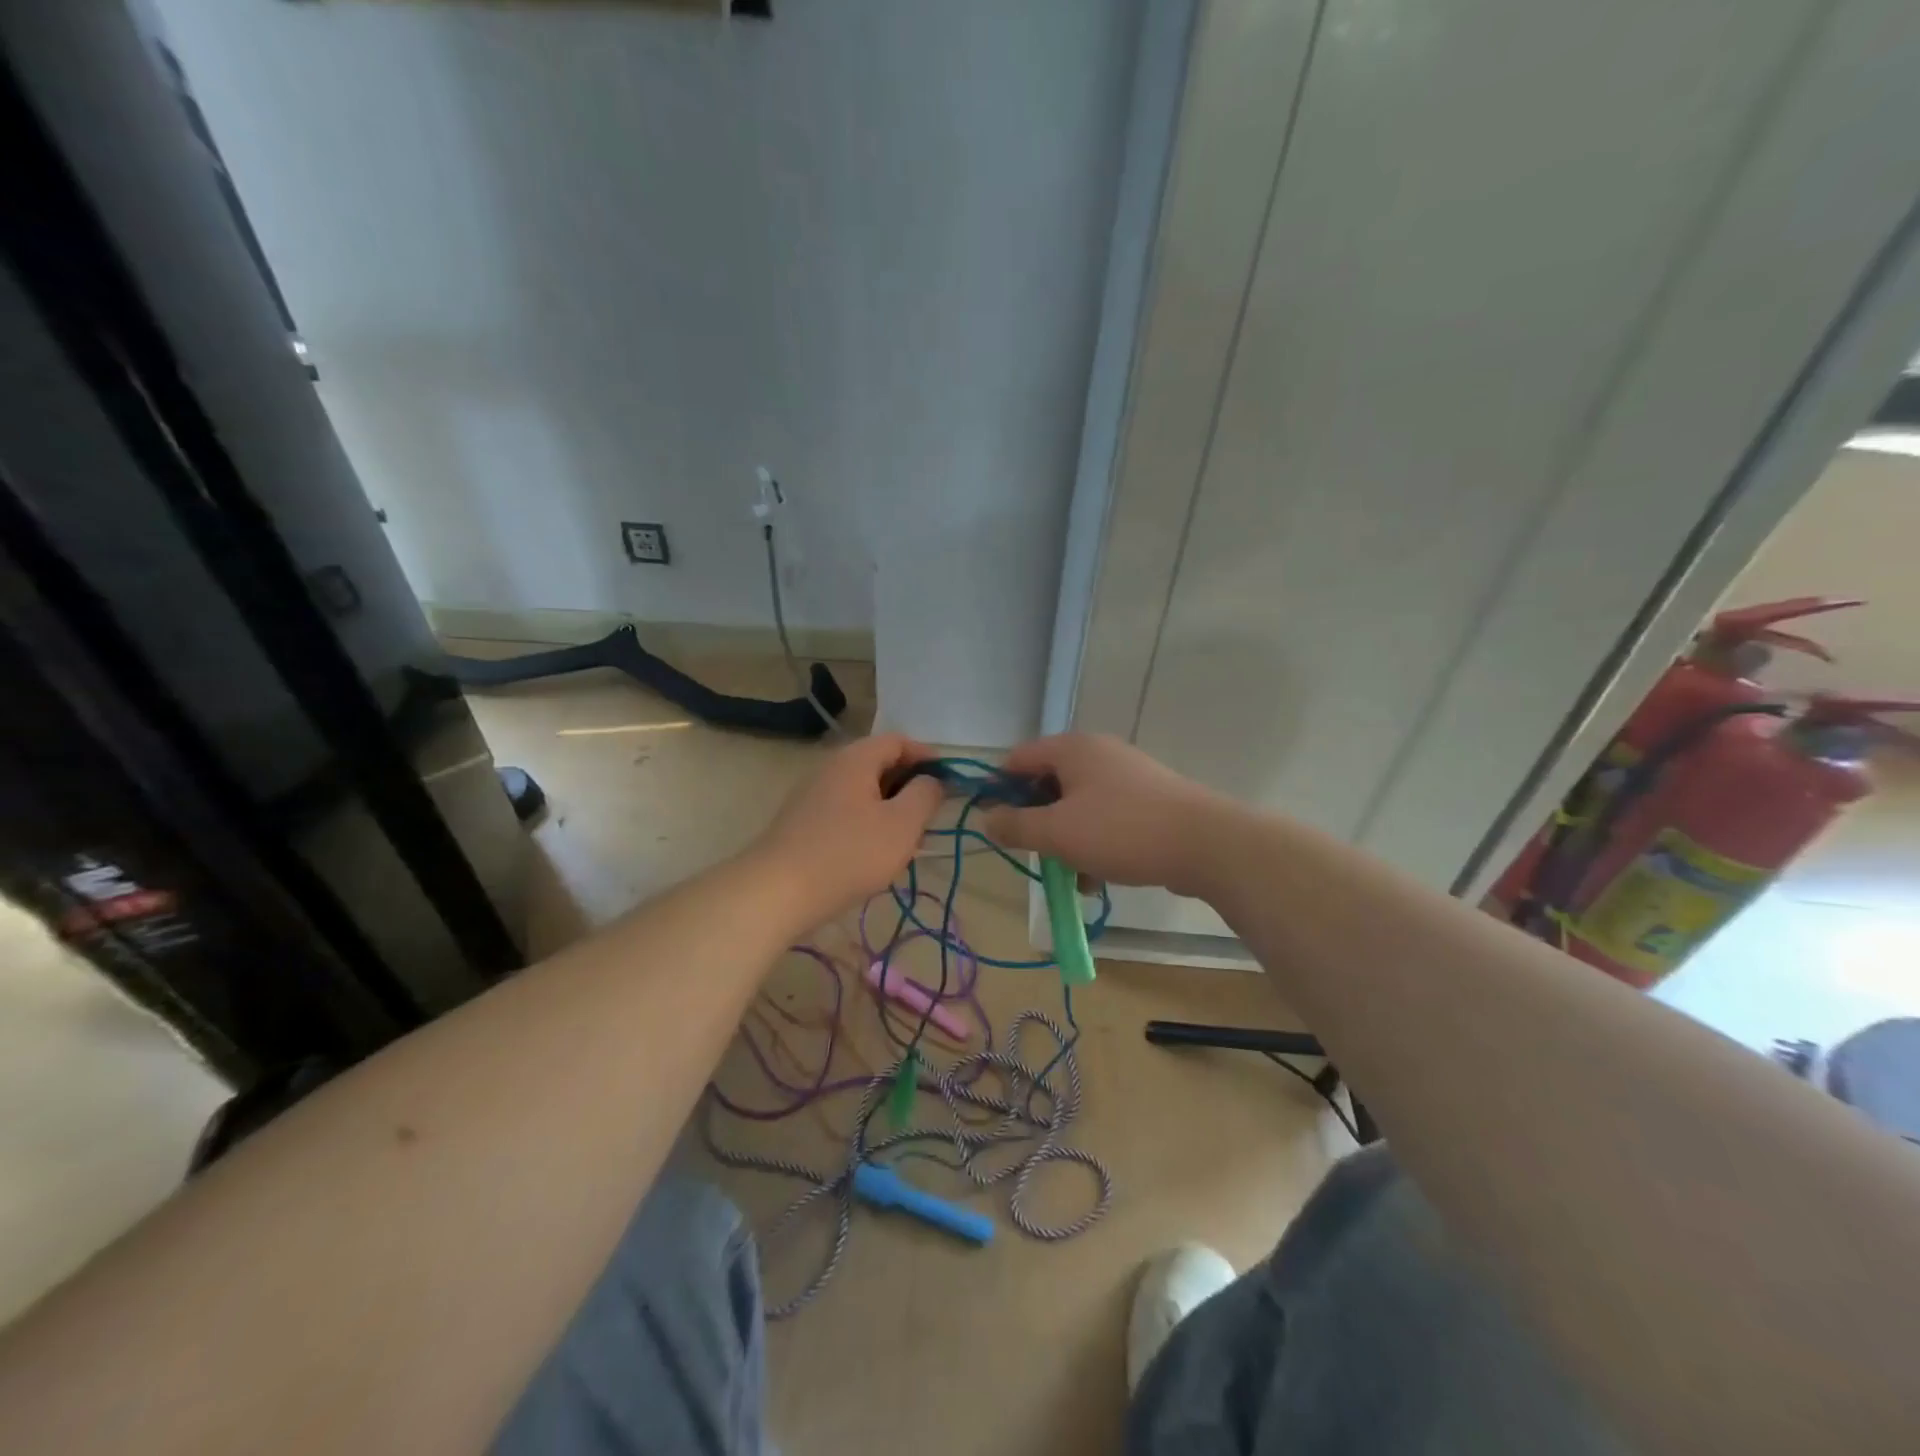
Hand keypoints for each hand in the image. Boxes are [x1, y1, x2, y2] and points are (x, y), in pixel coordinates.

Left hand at [751, 733, 944, 922]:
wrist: (777, 892)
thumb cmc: (849, 854)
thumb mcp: (902, 825)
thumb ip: (925, 796)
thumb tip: (932, 781)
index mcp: (856, 759)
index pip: (899, 741)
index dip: (928, 757)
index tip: (949, 782)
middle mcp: (832, 767)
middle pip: (879, 764)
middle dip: (909, 785)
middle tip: (930, 816)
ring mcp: (813, 794)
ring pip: (862, 790)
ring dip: (889, 808)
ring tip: (906, 840)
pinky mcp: (802, 822)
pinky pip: (845, 811)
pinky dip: (867, 822)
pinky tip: (873, 854)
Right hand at [979, 733, 1232, 897]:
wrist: (1206, 844)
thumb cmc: (1121, 831)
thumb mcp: (1057, 832)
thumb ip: (1016, 825)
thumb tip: (987, 819)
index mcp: (1072, 749)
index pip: (1018, 758)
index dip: (999, 789)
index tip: (994, 824)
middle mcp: (1099, 754)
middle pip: (1048, 784)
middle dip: (1037, 822)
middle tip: (1034, 854)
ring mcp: (1127, 776)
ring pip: (1078, 807)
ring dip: (1067, 841)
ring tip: (1071, 878)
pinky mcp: (1149, 801)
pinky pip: (1106, 819)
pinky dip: (1095, 845)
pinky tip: (1099, 879)